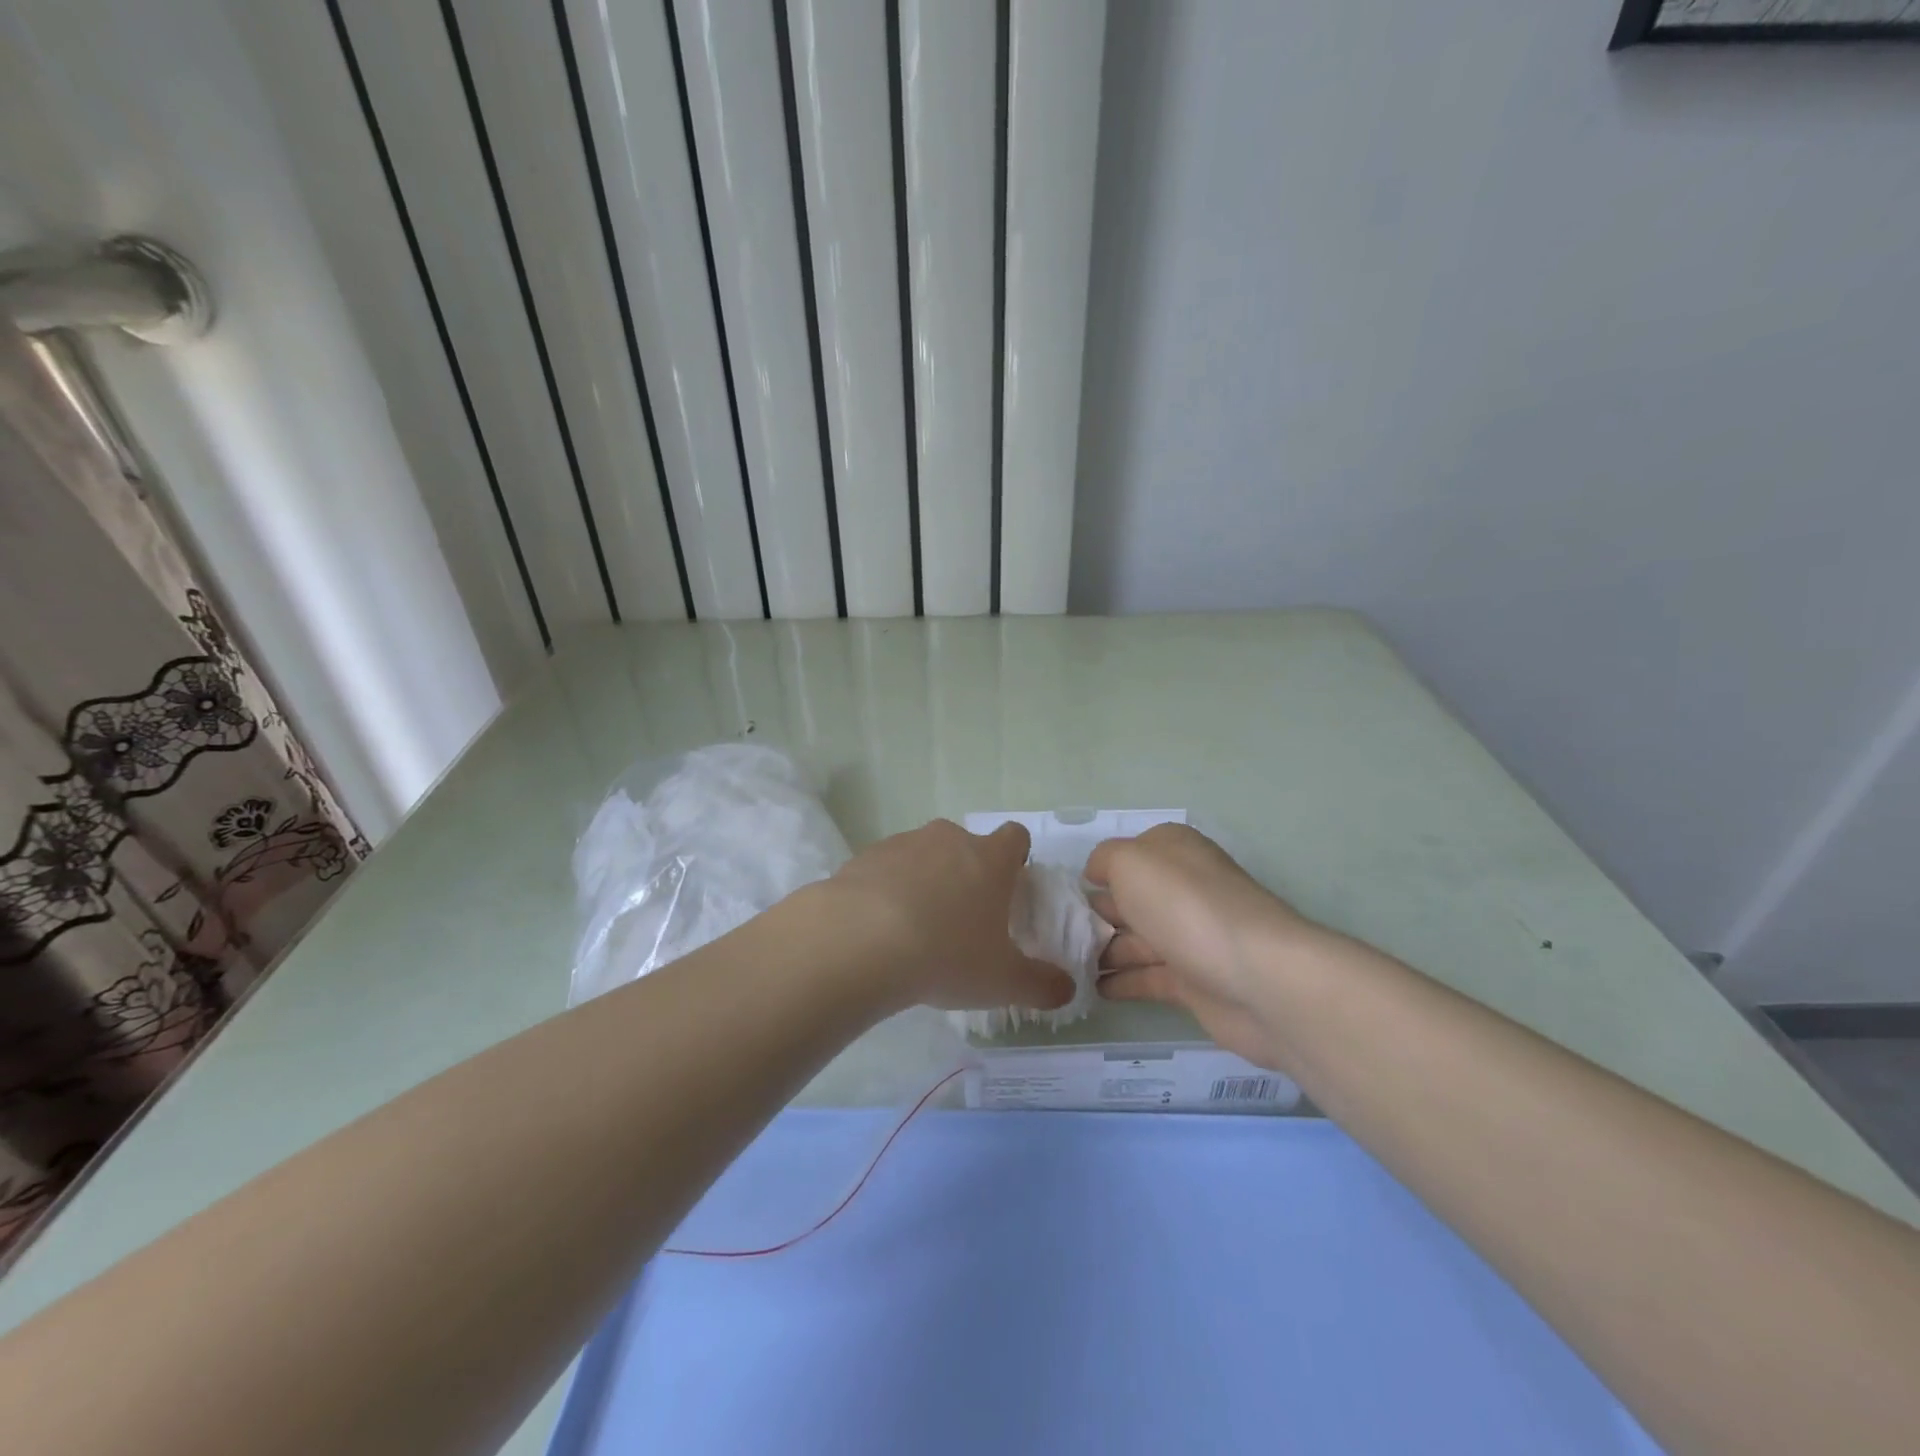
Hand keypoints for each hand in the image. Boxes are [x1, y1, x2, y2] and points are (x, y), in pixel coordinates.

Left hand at [827, 819, 1075, 1015]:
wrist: (860, 941)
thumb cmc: (946, 954)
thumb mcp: (1003, 981)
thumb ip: (1042, 984)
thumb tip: (1067, 988)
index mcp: (990, 858)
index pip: (1015, 837)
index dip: (1015, 859)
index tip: (1008, 889)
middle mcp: (949, 839)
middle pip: (967, 845)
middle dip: (967, 874)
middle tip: (962, 919)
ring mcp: (903, 843)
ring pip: (924, 855)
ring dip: (926, 881)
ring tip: (915, 929)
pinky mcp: (865, 856)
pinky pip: (886, 868)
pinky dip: (887, 890)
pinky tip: (879, 928)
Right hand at [1086, 824, 1321, 1068]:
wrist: (1257, 978)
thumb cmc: (1186, 906)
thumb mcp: (1131, 862)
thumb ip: (1105, 859)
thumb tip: (1097, 874)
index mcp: (1173, 852)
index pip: (1128, 854)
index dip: (1097, 870)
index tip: (1062, 893)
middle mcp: (1183, 889)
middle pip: (1130, 898)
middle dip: (1093, 913)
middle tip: (1053, 933)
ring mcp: (1190, 936)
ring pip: (1136, 939)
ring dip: (1102, 950)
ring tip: (1063, 964)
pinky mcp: (1195, 981)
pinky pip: (1148, 978)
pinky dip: (1121, 982)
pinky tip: (1090, 989)